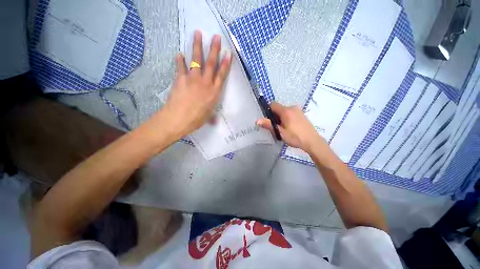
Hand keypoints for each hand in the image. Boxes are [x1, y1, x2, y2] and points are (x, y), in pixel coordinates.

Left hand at [163, 30, 231, 136]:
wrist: (178, 118)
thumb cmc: (196, 119)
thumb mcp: (207, 117)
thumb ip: (212, 115)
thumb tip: (214, 121)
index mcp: (214, 92)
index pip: (221, 75)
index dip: (225, 64)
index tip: (228, 53)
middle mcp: (205, 83)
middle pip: (211, 64)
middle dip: (214, 49)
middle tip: (216, 37)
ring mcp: (193, 79)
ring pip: (196, 60)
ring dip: (197, 46)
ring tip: (197, 34)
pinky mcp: (181, 79)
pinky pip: (181, 67)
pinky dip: (180, 60)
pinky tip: (179, 54)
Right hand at [256, 102, 327, 153]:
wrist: (312, 141)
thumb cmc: (295, 137)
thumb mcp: (280, 132)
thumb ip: (268, 125)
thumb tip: (257, 120)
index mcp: (286, 111)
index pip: (272, 105)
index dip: (268, 111)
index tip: (269, 120)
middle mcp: (292, 107)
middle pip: (278, 108)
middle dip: (275, 116)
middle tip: (276, 127)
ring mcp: (298, 110)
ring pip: (284, 111)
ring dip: (281, 118)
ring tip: (284, 129)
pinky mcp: (302, 114)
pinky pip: (290, 113)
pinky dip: (287, 118)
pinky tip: (290, 127)